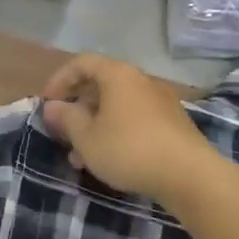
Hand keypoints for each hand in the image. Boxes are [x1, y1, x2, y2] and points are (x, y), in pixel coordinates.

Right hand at [41, 54, 220, 204]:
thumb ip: (67, 119)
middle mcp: (140, 81)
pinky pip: (135, 120)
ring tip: (80, 156)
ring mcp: (160, 102)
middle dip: (77, 108)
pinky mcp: (173, 124)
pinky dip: (116, 133)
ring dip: (95, 126)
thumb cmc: (129, 150)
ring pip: (117, 107)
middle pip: (101, 85)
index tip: (48, 104)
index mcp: (118, 75)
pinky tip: (109, 160)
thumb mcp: (87, 138)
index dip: (60, 79)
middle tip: (63, 131)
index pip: (82, 63)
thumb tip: (54, 107)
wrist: (190, 176)